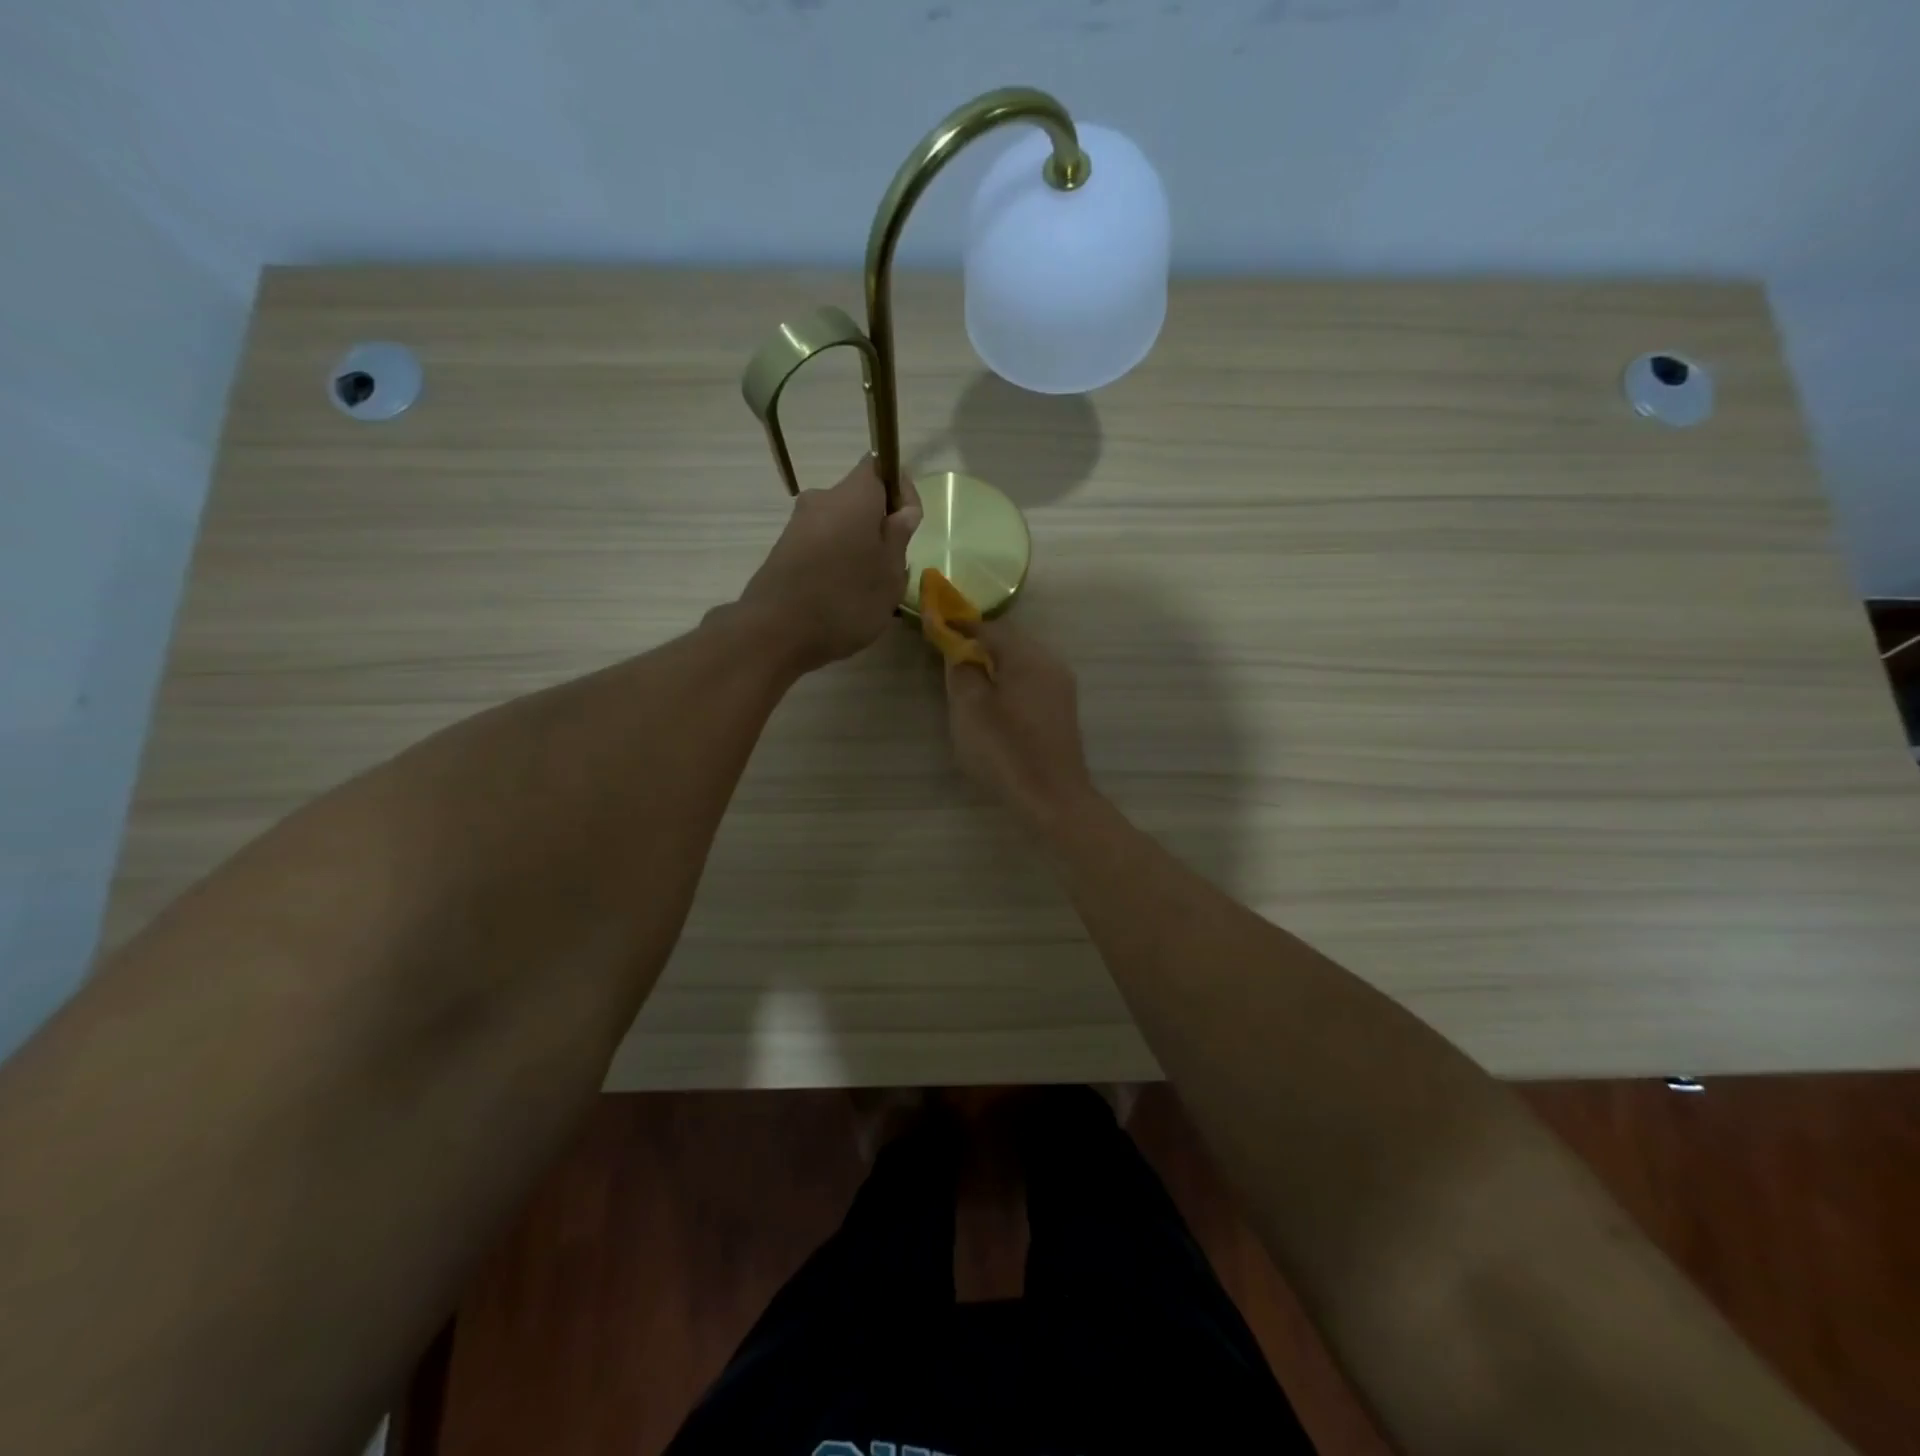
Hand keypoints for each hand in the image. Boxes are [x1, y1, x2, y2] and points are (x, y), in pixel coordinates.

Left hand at [738, 458, 922, 670]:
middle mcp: (822, 499)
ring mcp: (798, 525)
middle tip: (894, 566)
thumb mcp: (890, 574)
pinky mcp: (783, 551)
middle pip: (860, 501)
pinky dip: (837, 563)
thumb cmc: (846, 600)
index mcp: (853, 495)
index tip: (910, 526)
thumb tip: (902, 512)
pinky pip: (822, 547)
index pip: (881, 466)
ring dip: (858, 548)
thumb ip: (899, 537)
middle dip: (880, 527)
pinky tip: (842, 598)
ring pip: (841, 526)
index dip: (901, 491)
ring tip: (869, 589)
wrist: (775, 633)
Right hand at [944, 619, 1096, 829]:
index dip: (959, 625)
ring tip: (966, 679)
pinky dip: (1007, 681)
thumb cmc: (1005, 751)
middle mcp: (1049, 662)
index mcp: (1027, 656)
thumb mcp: (969, 709)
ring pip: (1020, 661)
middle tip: (947, 653)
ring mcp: (1060, 686)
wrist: (1052, 799)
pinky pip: (1030, 681)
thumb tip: (959, 649)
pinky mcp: (1061, 709)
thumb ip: (961, 670)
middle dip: (977, 643)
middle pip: (1008, 641)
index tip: (933, 625)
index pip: (988, 627)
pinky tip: (992, 701)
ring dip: (993, 663)